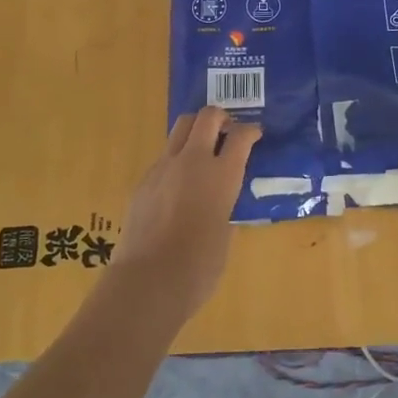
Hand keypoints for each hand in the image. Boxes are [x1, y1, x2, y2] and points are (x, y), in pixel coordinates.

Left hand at [110, 107, 262, 321]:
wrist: (148, 280)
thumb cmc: (199, 266)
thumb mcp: (225, 233)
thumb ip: (225, 208)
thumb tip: (220, 204)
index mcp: (222, 174)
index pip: (240, 136)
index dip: (250, 131)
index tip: (255, 135)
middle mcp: (192, 161)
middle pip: (206, 117)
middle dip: (219, 117)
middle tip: (226, 129)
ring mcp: (163, 168)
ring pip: (179, 129)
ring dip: (194, 131)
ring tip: (201, 150)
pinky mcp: (143, 181)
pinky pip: (163, 158)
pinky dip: (176, 160)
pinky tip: (178, 185)